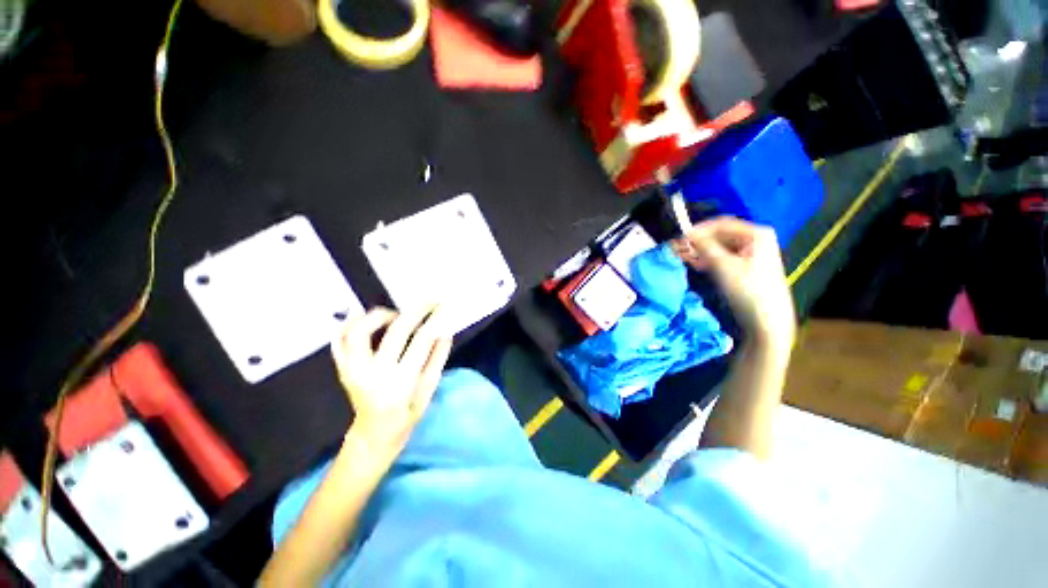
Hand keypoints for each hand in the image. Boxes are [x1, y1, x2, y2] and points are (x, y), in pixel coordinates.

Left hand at [331, 306, 452, 451]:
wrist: (374, 433)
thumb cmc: (407, 413)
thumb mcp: (429, 390)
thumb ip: (437, 360)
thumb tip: (445, 332)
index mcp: (400, 381)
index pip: (421, 341)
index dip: (434, 320)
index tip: (442, 308)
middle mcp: (373, 373)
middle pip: (394, 332)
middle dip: (416, 312)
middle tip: (428, 302)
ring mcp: (353, 369)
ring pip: (358, 331)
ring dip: (379, 316)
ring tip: (395, 315)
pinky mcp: (342, 368)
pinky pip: (338, 340)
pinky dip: (348, 323)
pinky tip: (363, 317)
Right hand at [673, 217, 795, 352]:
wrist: (766, 320)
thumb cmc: (748, 290)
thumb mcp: (723, 265)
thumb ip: (703, 246)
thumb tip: (686, 233)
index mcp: (756, 234)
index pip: (721, 224)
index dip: (699, 230)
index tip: (679, 238)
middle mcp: (755, 239)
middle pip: (720, 235)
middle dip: (698, 241)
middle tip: (678, 249)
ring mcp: (750, 253)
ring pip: (719, 246)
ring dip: (700, 251)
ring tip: (683, 257)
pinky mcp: (744, 267)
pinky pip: (722, 257)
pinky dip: (708, 259)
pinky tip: (695, 264)